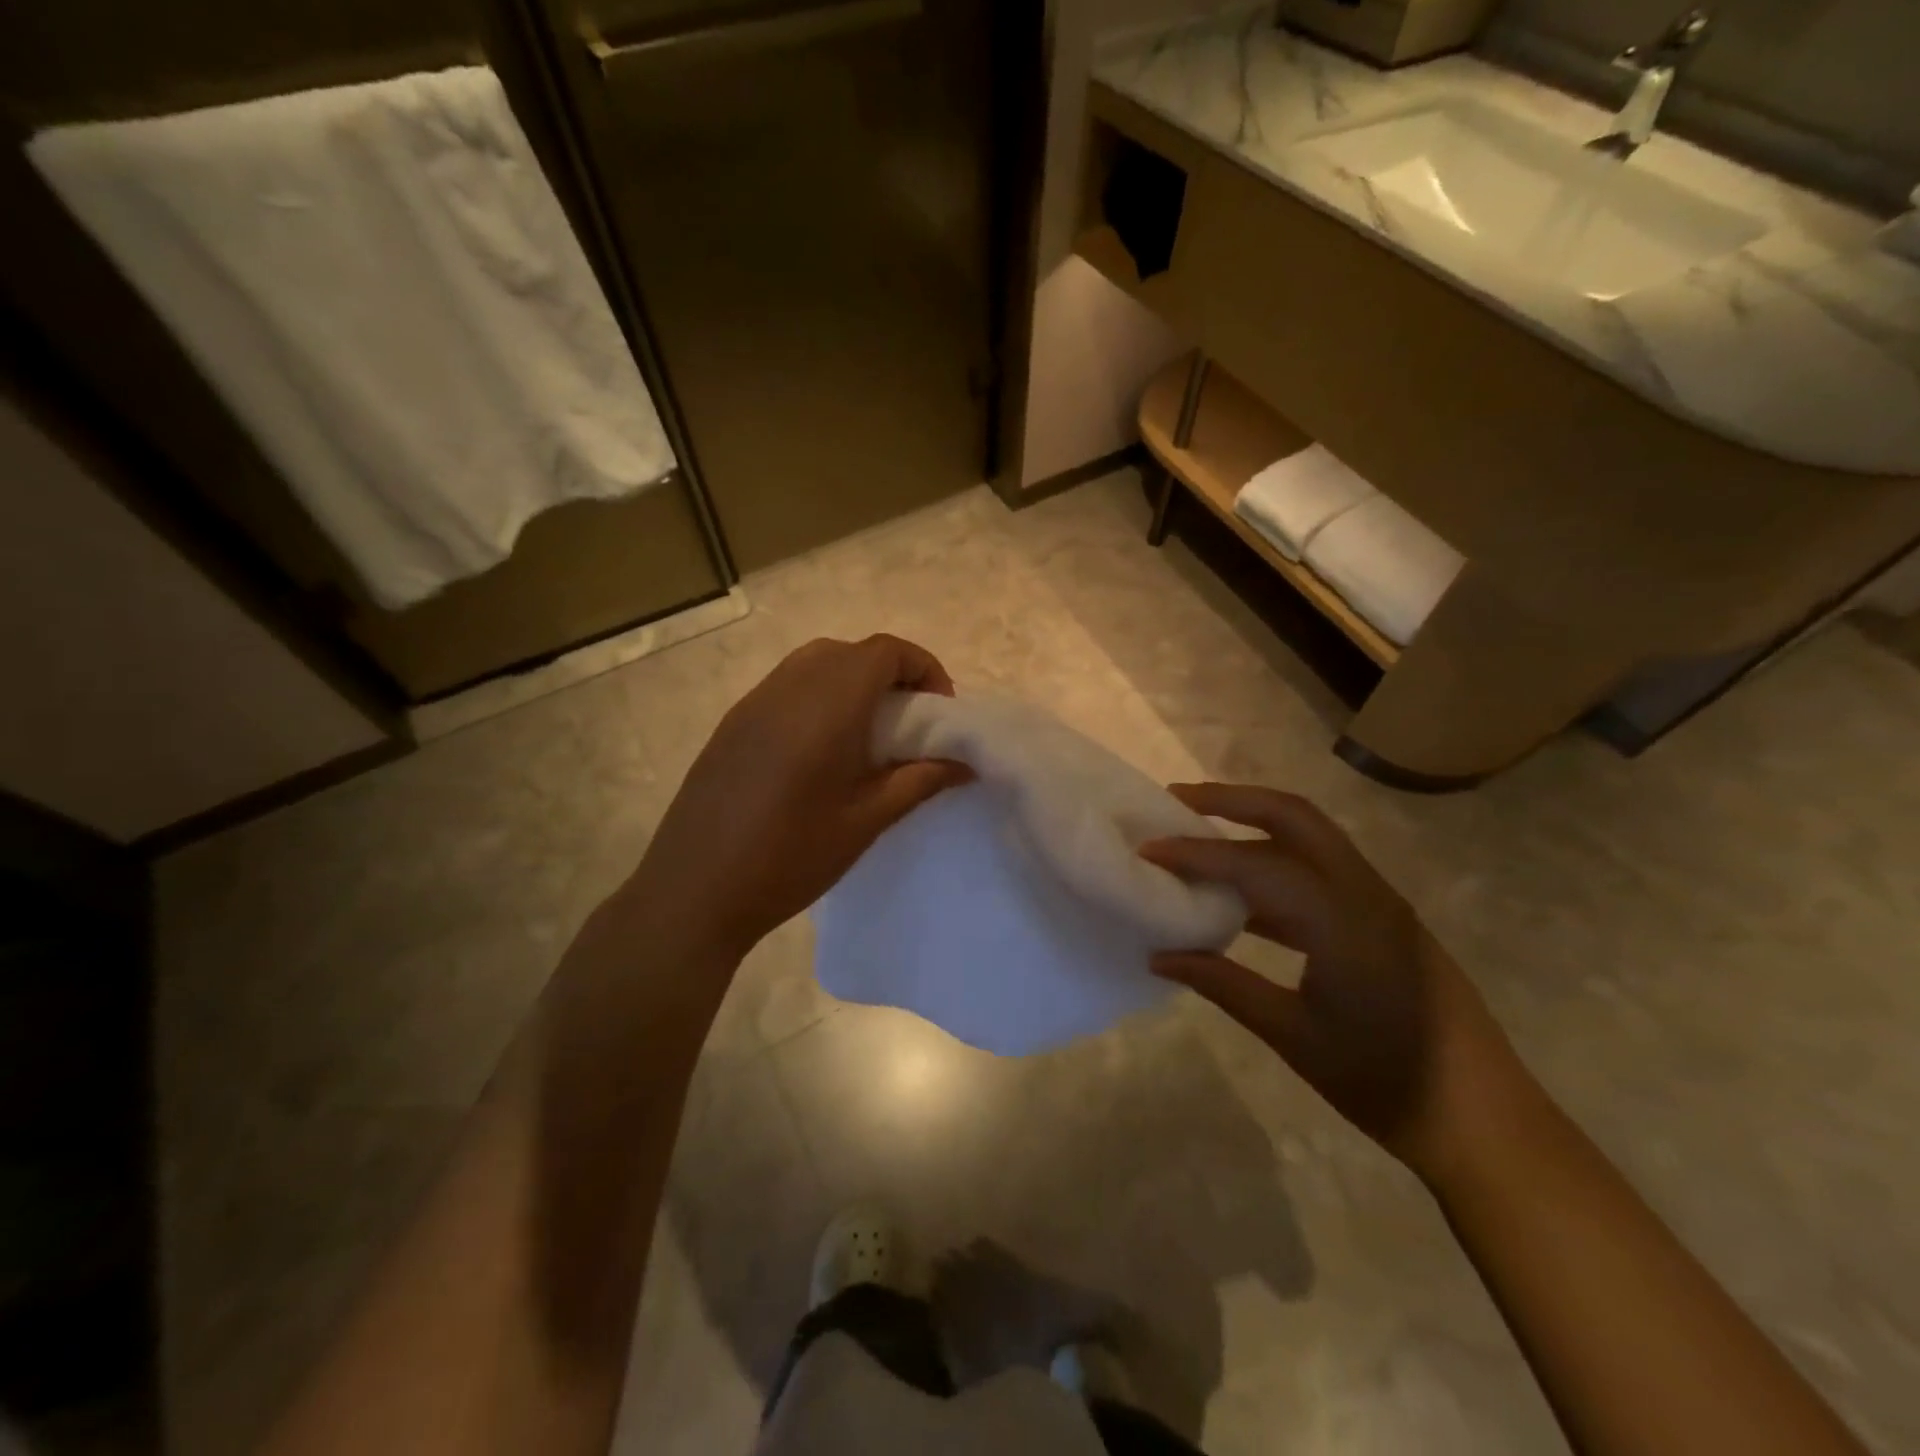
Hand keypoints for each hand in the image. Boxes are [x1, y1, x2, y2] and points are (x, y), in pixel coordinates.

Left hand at [624, 634, 969, 962]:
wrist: (694, 890)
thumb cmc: (790, 857)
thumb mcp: (867, 821)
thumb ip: (920, 781)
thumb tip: (965, 763)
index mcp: (827, 705)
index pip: (884, 651)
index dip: (923, 667)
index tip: (939, 710)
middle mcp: (788, 688)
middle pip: (851, 651)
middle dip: (890, 674)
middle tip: (909, 722)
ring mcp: (753, 703)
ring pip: (815, 664)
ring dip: (852, 682)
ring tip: (868, 735)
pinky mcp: (732, 724)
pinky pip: (786, 687)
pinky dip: (818, 696)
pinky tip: (821, 750)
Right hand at [1141, 784, 1516, 1178]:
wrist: (1483, 1120)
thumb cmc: (1384, 1082)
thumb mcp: (1293, 1036)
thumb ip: (1224, 984)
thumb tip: (1160, 954)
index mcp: (1342, 918)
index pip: (1254, 864)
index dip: (1195, 853)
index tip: (1147, 848)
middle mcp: (1363, 891)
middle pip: (1292, 816)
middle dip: (1232, 799)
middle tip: (1176, 801)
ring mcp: (1379, 900)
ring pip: (1310, 835)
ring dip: (1255, 822)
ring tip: (1200, 828)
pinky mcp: (1383, 917)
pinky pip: (1320, 868)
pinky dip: (1275, 860)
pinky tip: (1242, 891)